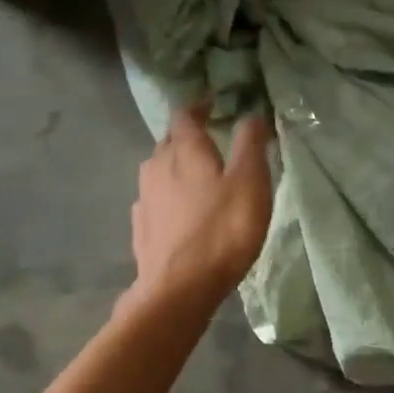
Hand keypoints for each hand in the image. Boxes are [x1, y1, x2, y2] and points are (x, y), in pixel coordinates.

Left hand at [129, 103, 273, 304]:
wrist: (178, 288)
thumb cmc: (222, 231)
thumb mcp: (250, 183)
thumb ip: (251, 144)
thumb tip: (252, 113)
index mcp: (184, 149)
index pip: (185, 114)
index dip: (200, 106)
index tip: (214, 104)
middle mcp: (156, 165)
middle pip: (170, 142)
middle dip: (189, 138)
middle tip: (212, 142)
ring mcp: (144, 198)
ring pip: (160, 171)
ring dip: (177, 168)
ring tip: (199, 178)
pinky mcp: (141, 227)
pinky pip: (155, 201)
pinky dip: (169, 198)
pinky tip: (181, 213)